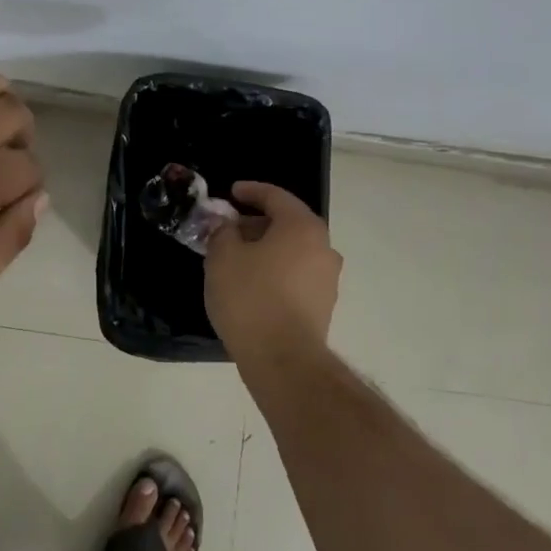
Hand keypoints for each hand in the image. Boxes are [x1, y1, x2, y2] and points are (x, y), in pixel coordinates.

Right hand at [205, 182, 342, 363]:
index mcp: (302, 227)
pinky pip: (295, 274)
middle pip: (287, 223)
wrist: (283, 359)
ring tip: (235, 258)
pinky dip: (275, 270)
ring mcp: (327, 279)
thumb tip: (226, 225)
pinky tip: (251, 284)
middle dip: (255, 223)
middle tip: (227, 229)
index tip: (230, 193)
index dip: (250, 191)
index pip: (276, 196)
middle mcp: (323, 247)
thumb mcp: (222, 257)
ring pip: (292, 251)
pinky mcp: (323, 305)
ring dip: (265, 248)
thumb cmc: (250, 297)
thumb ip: (222, 231)